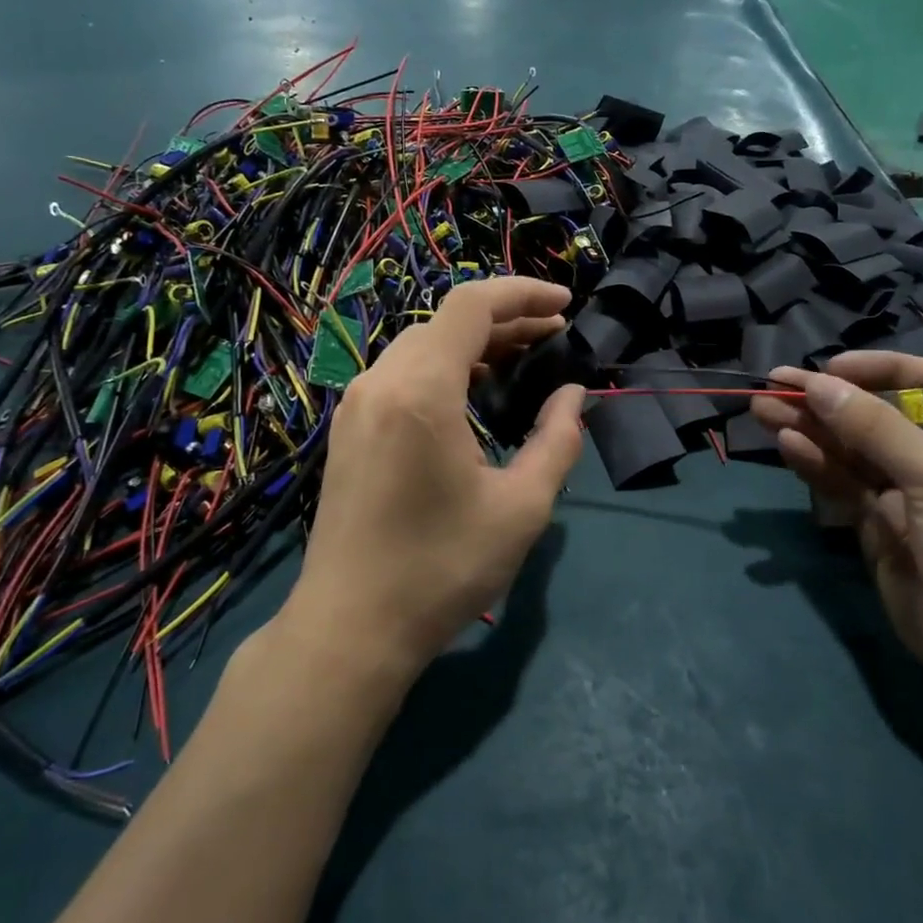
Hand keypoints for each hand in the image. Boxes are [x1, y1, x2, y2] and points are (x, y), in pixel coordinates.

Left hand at [284, 278, 584, 679]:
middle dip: (505, 320)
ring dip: (473, 344)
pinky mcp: (348, 429)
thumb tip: (573, 395)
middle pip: (446, 322)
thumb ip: (557, 440)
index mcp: (421, 391)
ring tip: (520, 360)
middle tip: (553, 338)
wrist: (349, 628)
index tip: (566, 304)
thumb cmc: (441, 569)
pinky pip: (400, 374)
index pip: (472, 306)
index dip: (523, 294)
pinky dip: (443, 368)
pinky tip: (472, 393)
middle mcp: (380, 383)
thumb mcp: (521, 508)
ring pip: (420, 345)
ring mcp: (356, 406)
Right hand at [752, 353, 922, 703]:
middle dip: (826, 400)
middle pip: (877, 413)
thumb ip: (874, 428)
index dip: (879, 369)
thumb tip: (817, 383)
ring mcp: (907, 491)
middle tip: (774, 385)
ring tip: (761, 409)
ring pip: (850, 448)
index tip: (832, 369)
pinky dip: (814, 463)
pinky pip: (841, 483)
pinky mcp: (877, 523)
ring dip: (808, 428)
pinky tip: (786, 444)